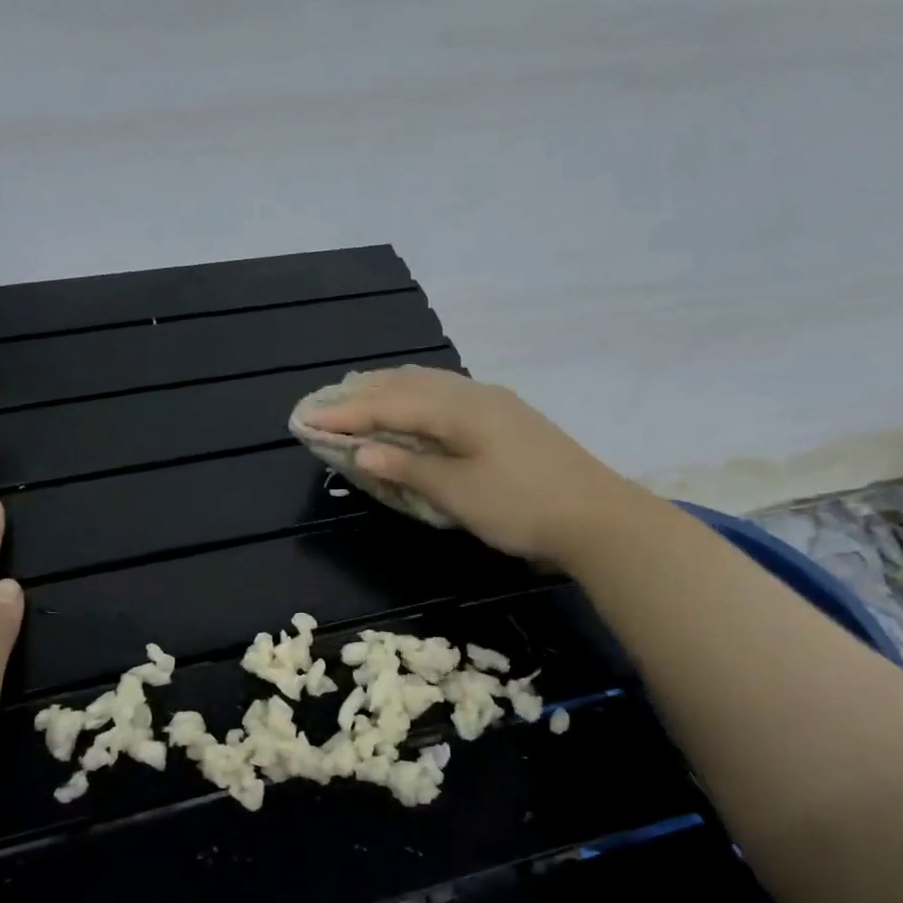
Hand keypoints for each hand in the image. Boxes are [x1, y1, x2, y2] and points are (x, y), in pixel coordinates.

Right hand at [300, 364, 645, 562]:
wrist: (598, 517)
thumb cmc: (522, 507)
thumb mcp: (458, 494)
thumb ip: (409, 469)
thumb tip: (363, 452)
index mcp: (457, 409)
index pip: (388, 405)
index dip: (345, 413)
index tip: (305, 419)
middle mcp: (473, 394)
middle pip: (407, 385)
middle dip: (362, 395)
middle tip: (325, 405)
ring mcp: (495, 404)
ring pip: (430, 386)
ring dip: (390, 392)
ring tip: (360, 400)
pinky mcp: (509, 419)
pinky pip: (449, 397)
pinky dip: (417, 401)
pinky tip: (414, 412)